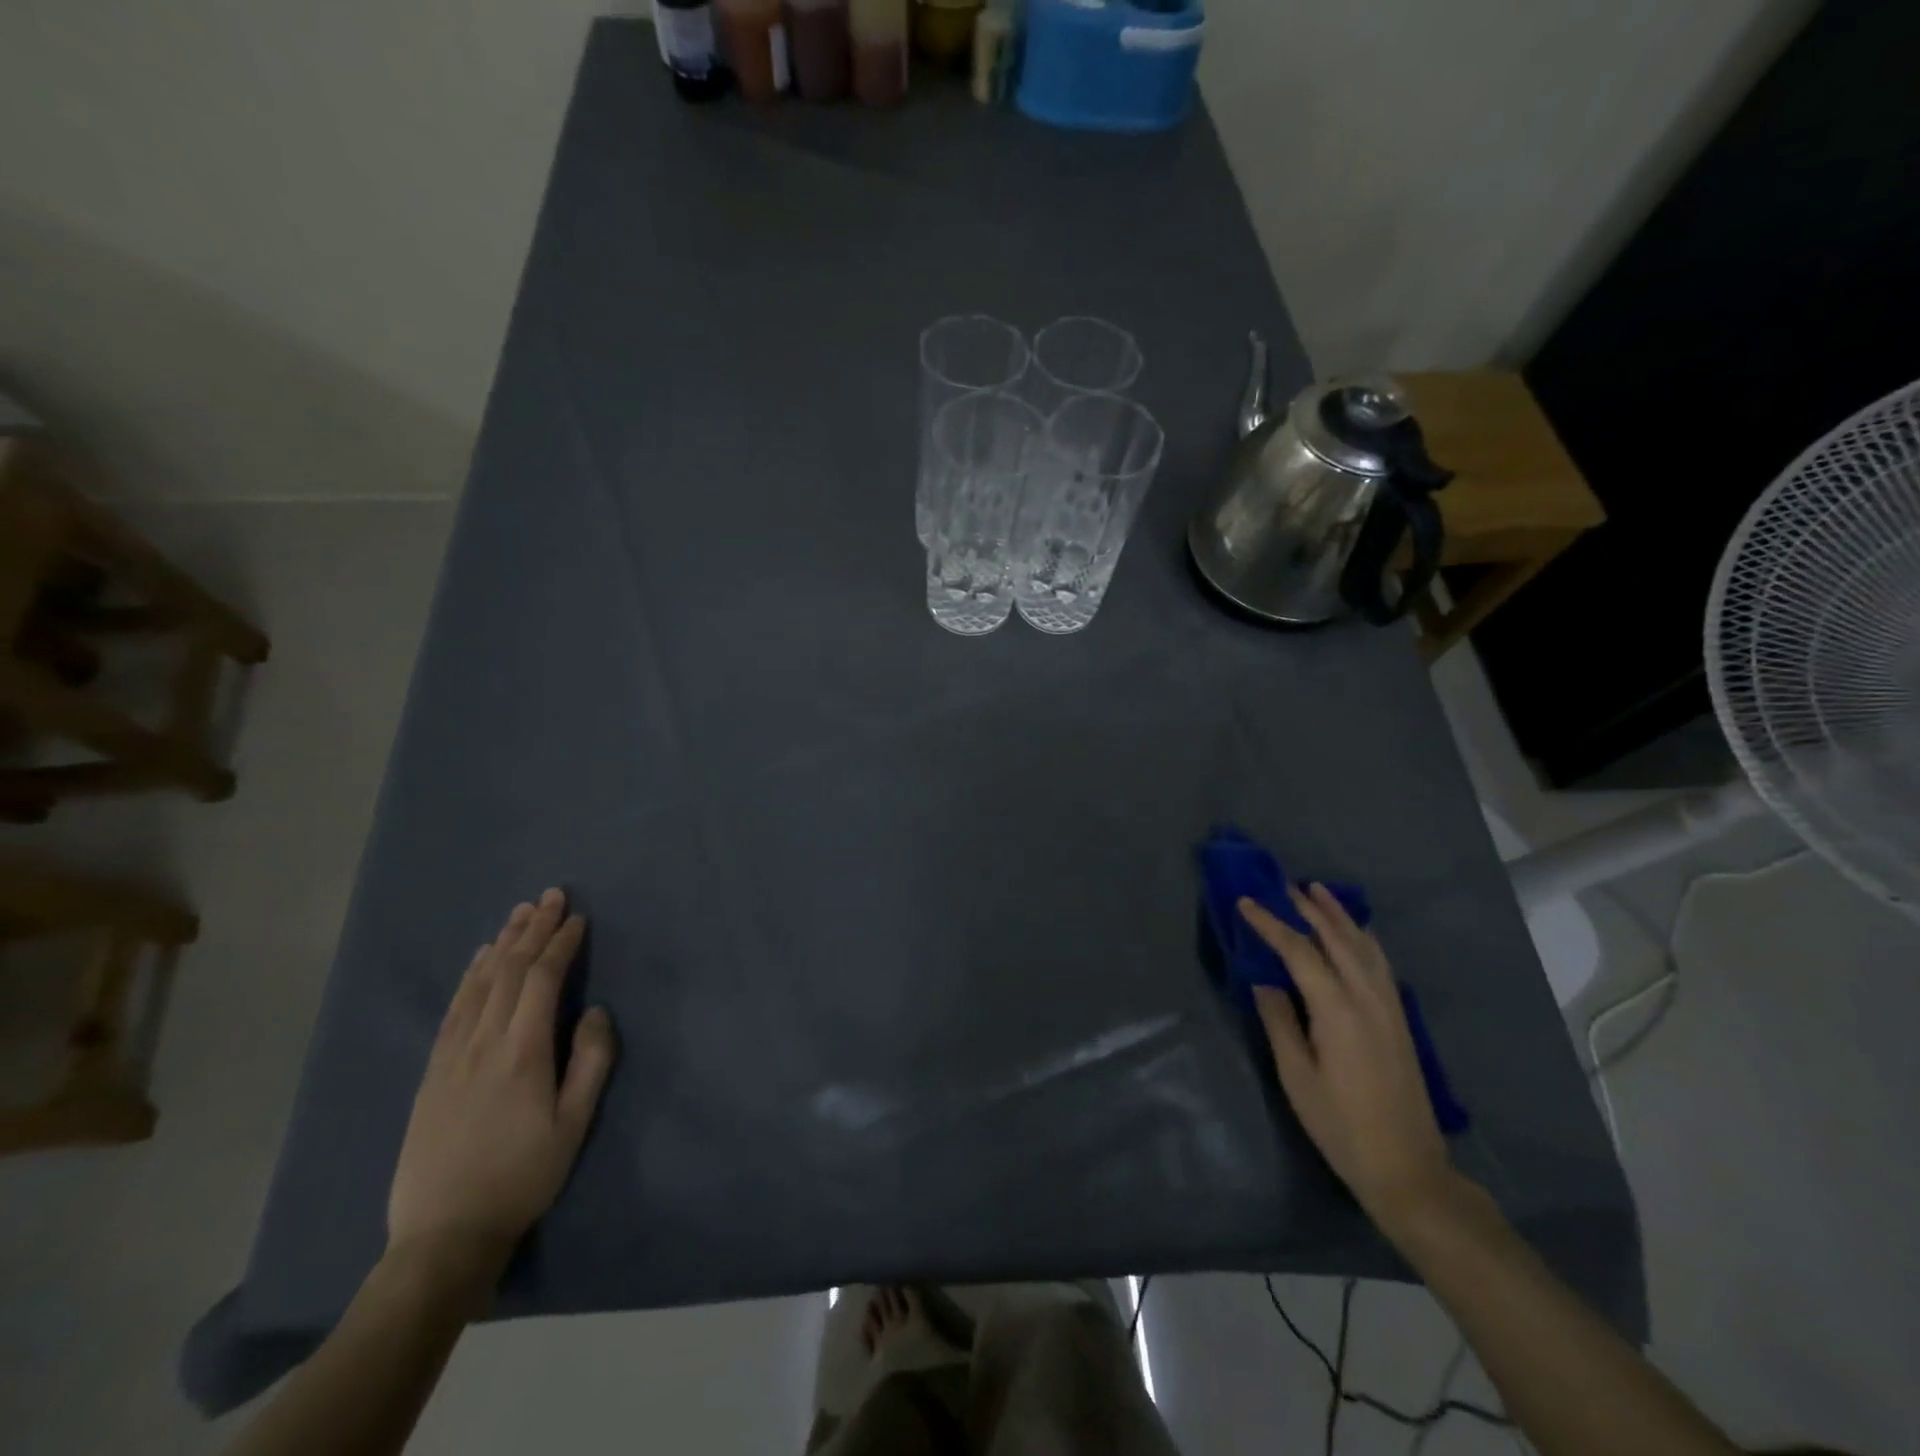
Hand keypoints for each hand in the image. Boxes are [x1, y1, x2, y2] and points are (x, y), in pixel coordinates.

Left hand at [386, 889, 616, 1275]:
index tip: (578, 918)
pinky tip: (481, 959)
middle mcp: (483, 1042)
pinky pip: (454, 1008)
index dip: (560, 944)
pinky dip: (471, 975)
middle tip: (551, 896)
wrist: (444, 1234)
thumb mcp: (574, 1124)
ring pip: (479, 984)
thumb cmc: (522, 1177)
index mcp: (522, 1052)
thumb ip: (591, 1061)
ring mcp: (451, 1055)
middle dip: (532, 930)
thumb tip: (595, 1010)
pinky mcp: (432, 1071)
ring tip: (520, 913)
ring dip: (502, 943)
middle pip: (508, 971)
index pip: (541, 980)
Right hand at [1238, 884, 1454, 1231]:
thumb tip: (1263, 982)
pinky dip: (1363, 938)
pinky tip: (1356, 933)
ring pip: (1364, 945)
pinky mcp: (1399, 1019)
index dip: (1271, 924)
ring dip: (1339, 916)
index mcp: (1337, 1009)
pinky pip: (1380, 962)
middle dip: (1308, 909)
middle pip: (1336, 939)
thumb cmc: (1340, 1124)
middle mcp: (1367, 997)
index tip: (1246, 903)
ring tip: (1318, 892)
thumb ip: (1279, 1022)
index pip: (1298, 951)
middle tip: (1282, 884)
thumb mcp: (1296, 1076)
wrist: (1407, 1167)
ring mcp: (1389, 1006)